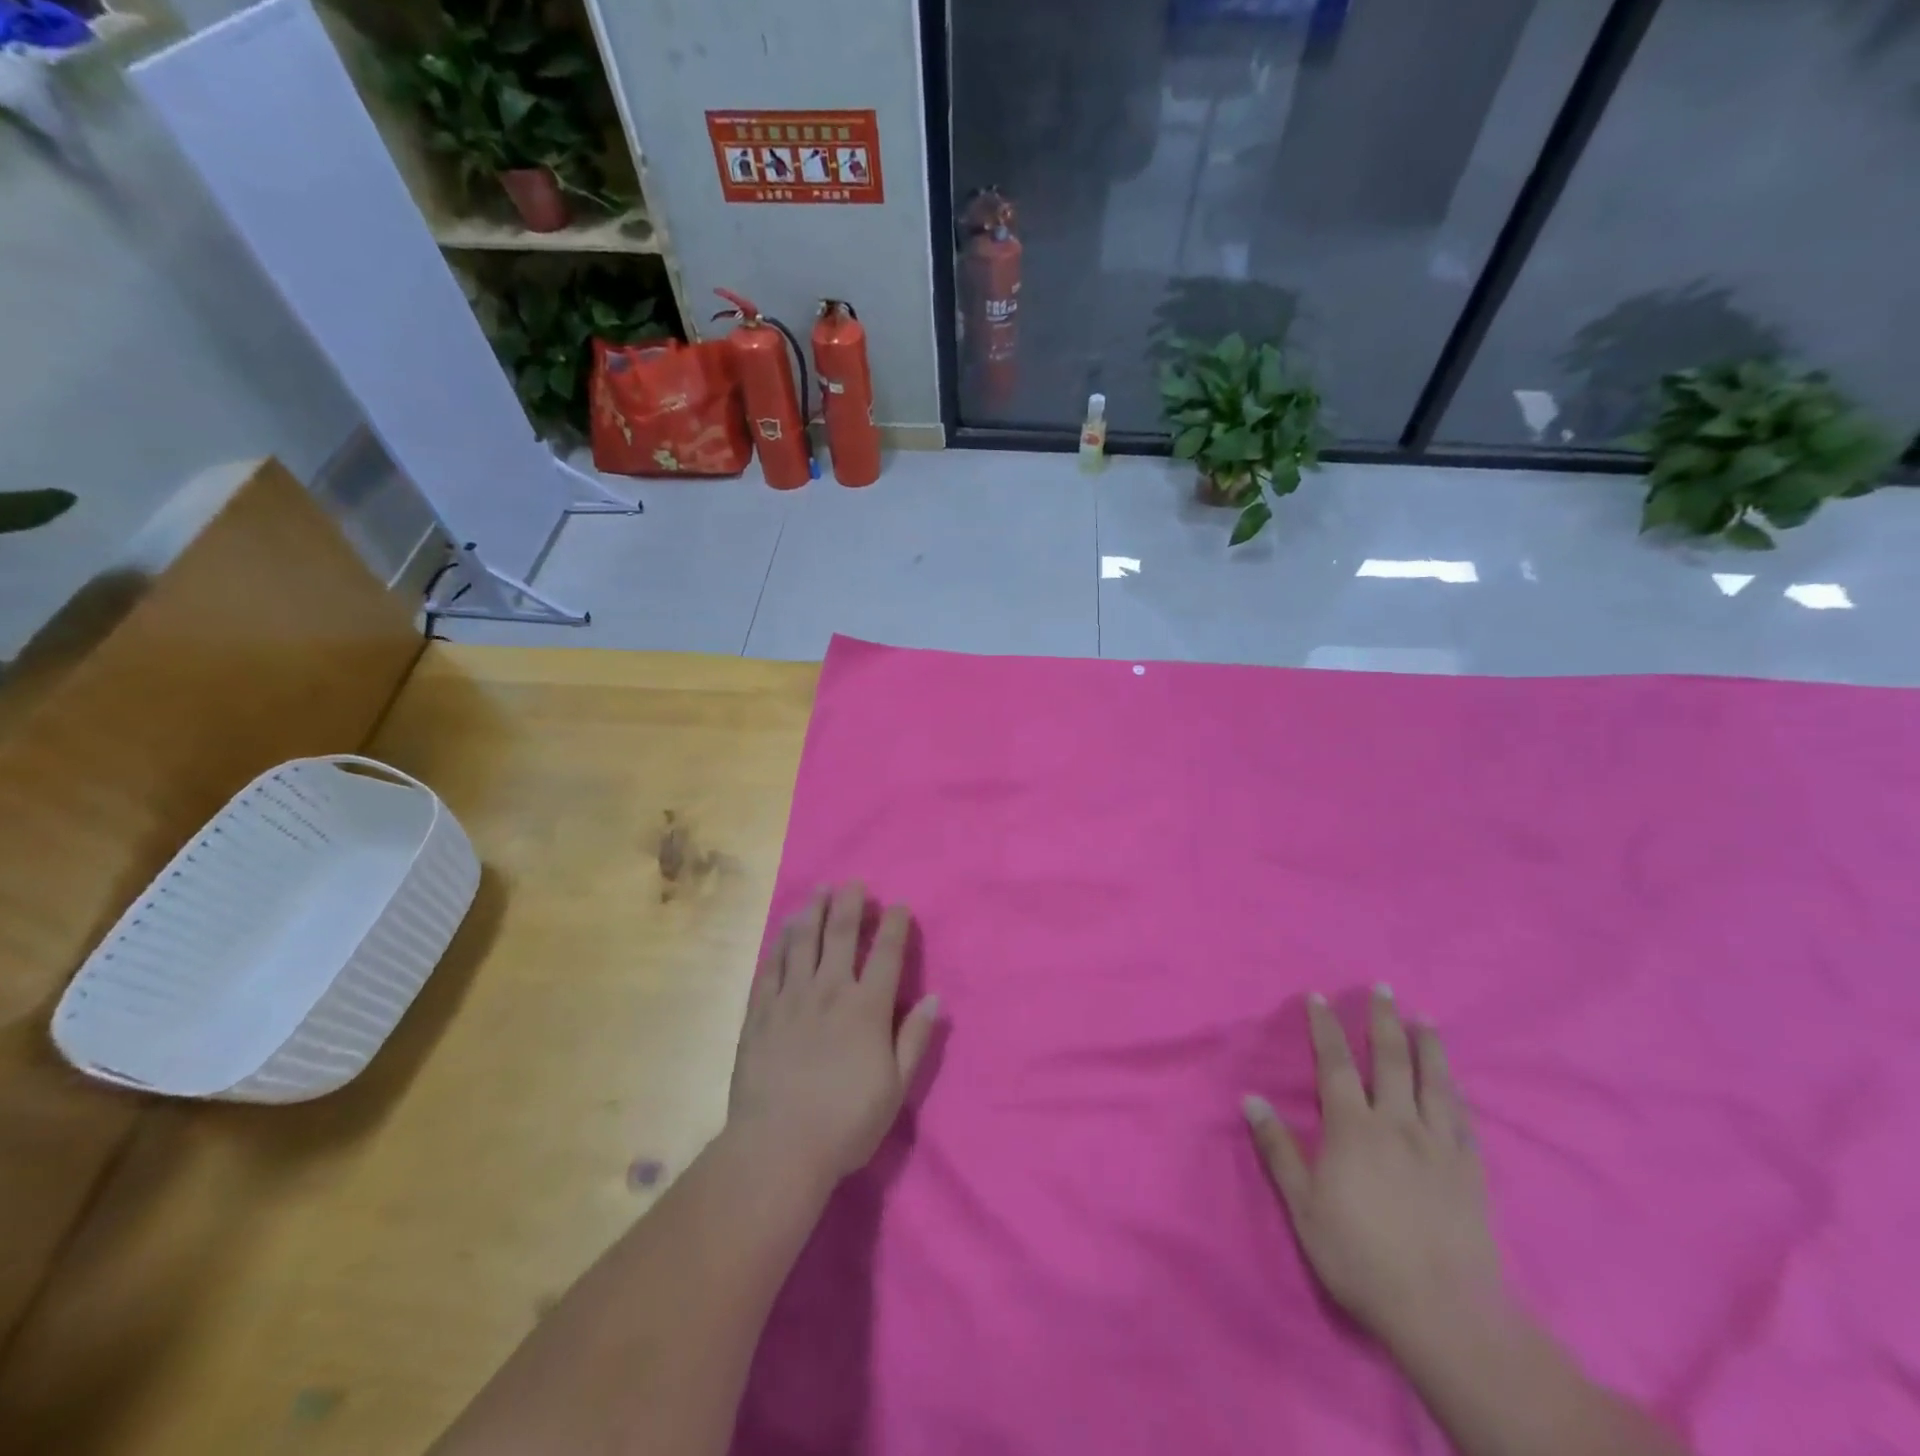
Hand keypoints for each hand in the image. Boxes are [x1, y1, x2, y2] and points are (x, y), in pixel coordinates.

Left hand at [728, 882, 940, 1185]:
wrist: (778, 1147)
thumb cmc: (846, 1122)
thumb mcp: (895, 1087)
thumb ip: (915, 1039)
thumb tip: (934, 998)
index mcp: (867, 1008)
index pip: (886, 953)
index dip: (894, 925)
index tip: (898, 905)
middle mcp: (829, 990)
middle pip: (840, 934)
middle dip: (850, 903)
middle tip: (853, 882)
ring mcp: (791, 998)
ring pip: (803, 941)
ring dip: (813, 911)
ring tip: (819, 890)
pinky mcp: (760, 1012)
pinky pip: (771, 966)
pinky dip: (781, 943)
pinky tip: (785, 930)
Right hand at [1244, 988, 1503, 1352]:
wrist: (1445, 1313)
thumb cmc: (1360, 1255)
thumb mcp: (1303, 1205)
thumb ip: (1278, 1148)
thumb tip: (1250, 1099)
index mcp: (1353, 1127)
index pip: (1336, 1063)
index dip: (1326, 1027)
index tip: (1319, 997)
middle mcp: (1397, 1123)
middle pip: (1391, 1059)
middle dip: (1384, 1019)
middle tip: (1383, 988)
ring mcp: (1439, 1145)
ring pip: (1434, 1082)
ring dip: (1428, 1046)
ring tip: (1425, 1019)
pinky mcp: (1471, 1172)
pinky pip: (1464, 1120)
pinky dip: (1457, 1094)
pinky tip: (1456, 1084)